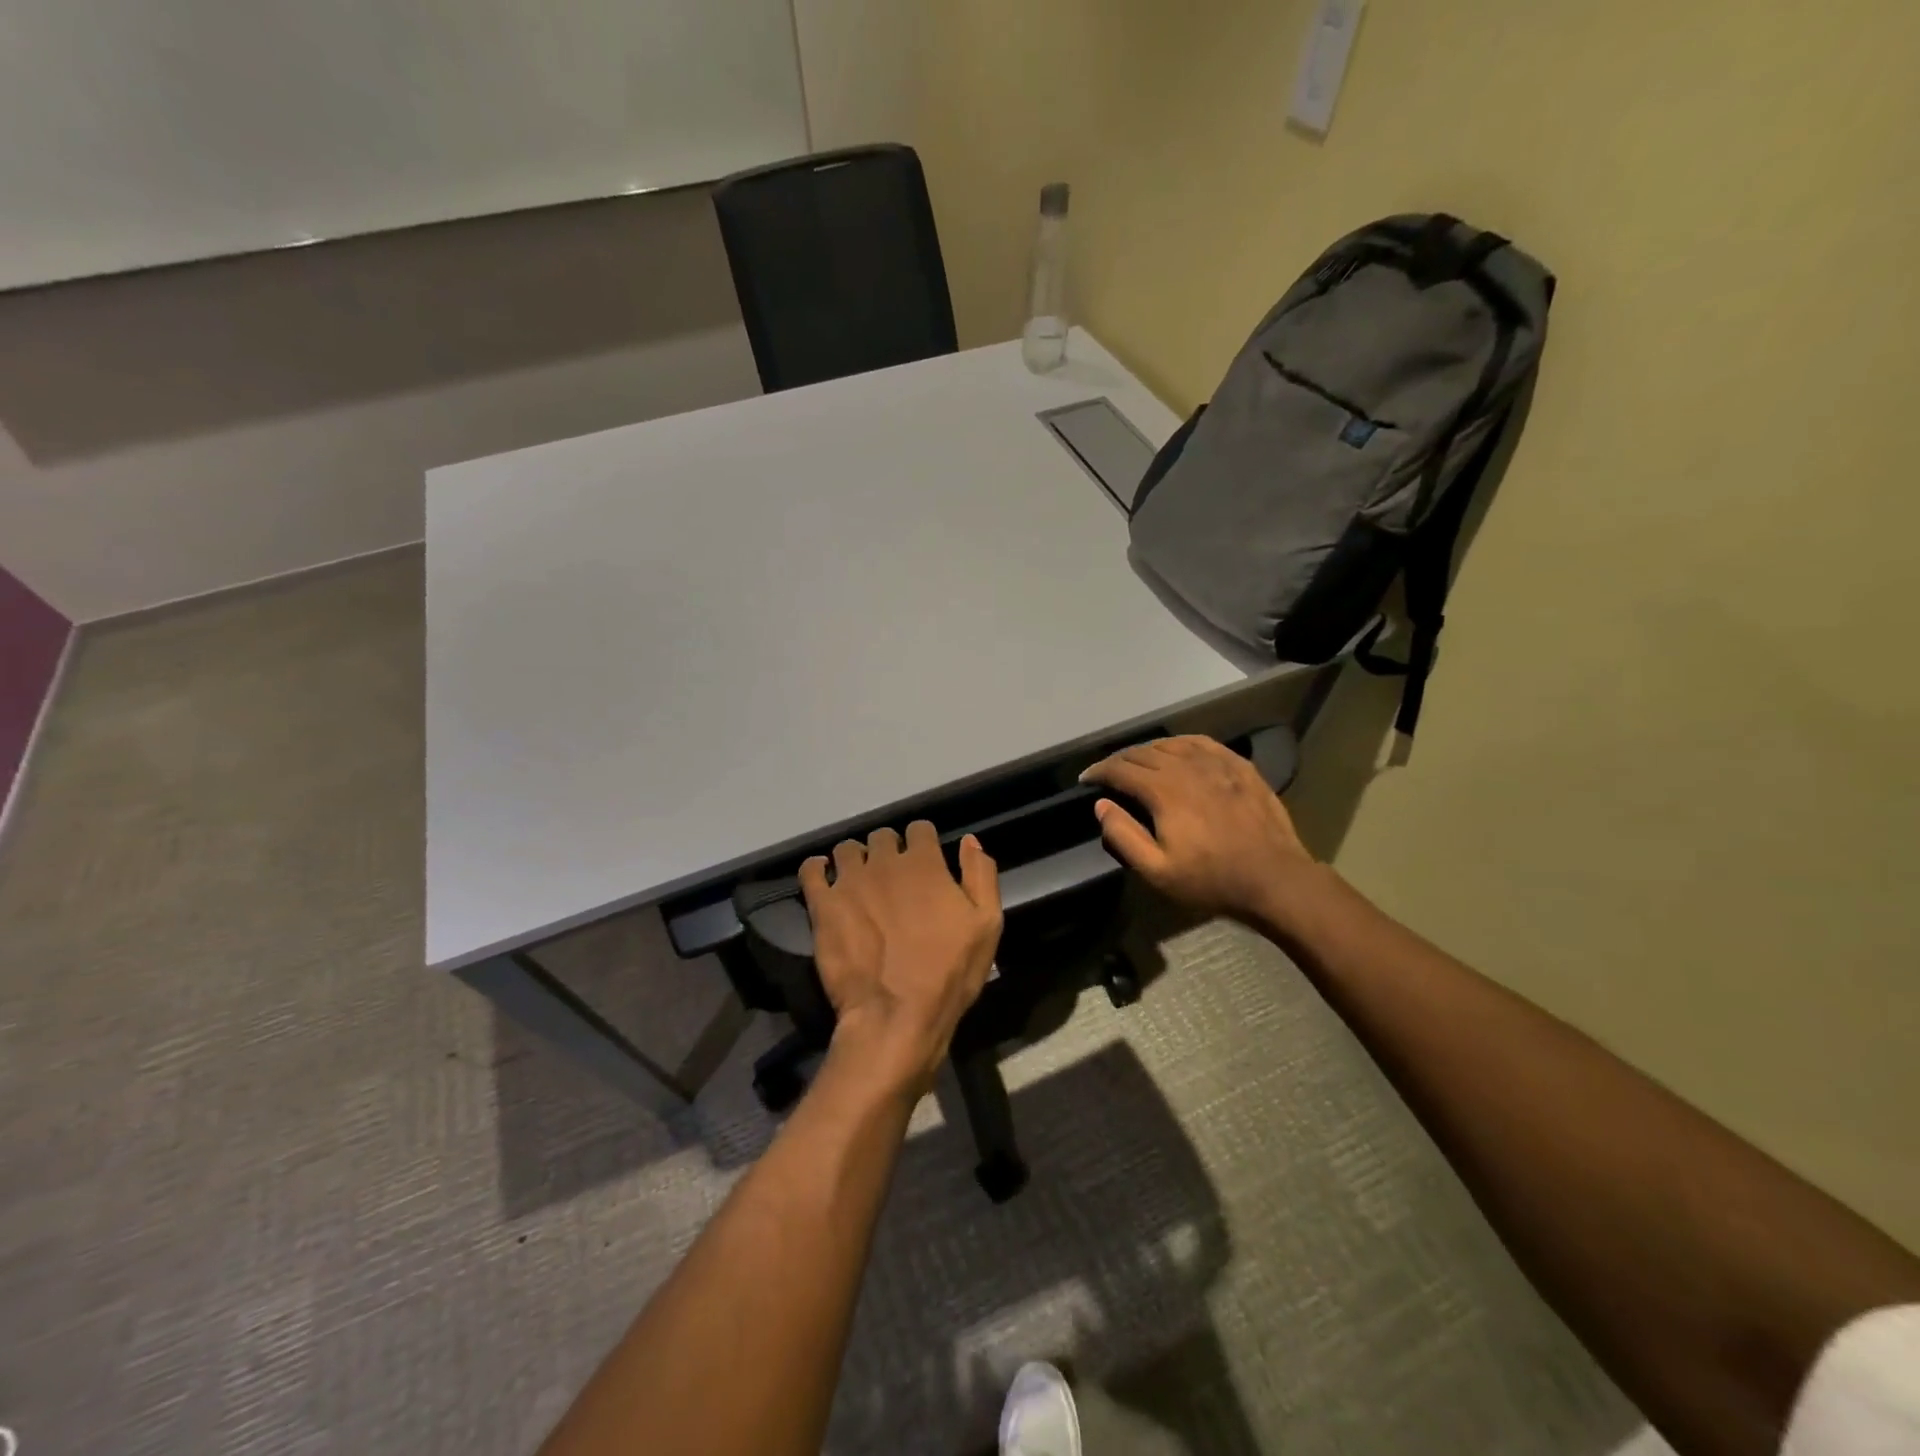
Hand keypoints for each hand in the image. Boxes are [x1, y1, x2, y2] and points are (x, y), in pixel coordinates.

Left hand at [799, 823, 1002, 1099]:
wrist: (896, 1016)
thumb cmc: (949, 973)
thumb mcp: (986, 925)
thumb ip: (980, 875)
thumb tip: (970, 840)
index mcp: (924, 863)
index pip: (919, 829)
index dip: (922, 843)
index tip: (924, 862)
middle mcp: (884, 862)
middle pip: (882, 837)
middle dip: (888, 851)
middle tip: (892, 878)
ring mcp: (849, 882)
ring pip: (847, 849)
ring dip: (854, 860)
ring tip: (858, 883)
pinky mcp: (822, 905)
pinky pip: (811, 870)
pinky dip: (817, 870)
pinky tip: (824, 881)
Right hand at [1081, 735, 1322, 932]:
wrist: (1274, 878)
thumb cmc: (1211, 879)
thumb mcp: (1157, 870)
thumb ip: (1123, 836)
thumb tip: (1101, 805)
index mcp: (1163, 790)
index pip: (1120, 770)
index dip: (1099, 772)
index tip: (1086, 779)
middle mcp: (1186, 767)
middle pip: (1143, 753)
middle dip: (1119, 761)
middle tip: (1108, 773)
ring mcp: (1217, 763)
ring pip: (1171, 744)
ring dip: (1148, 750)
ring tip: (1138, 762)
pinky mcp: (1239, 767)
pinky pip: (1202, 743)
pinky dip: (1181, 743)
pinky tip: (1178, 750)